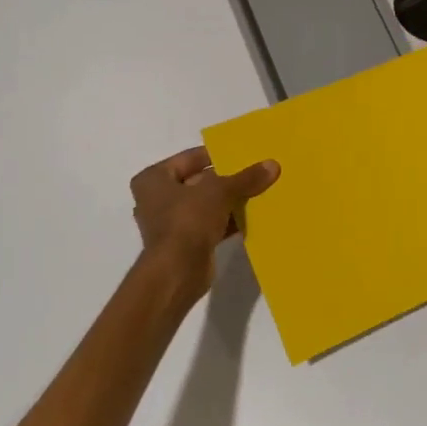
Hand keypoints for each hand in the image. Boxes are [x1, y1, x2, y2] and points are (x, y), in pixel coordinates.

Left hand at [131, 147, 278, 298]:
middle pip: (199, 181)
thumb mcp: (220, 191)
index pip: (190, 158)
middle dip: (227, 180)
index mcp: (154, 178)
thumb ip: (245, 178)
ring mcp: (171, 223)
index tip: (242, 154)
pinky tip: (253, 217)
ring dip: (229, 201)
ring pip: (206, 204)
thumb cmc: (188, 219)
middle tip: (255, 173)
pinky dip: (228, 221)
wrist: (177, 271)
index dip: (216, 155)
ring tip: (259, 192)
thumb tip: (273, 165)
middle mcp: (157, 198)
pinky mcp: (185, 243)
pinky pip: (210, 224)